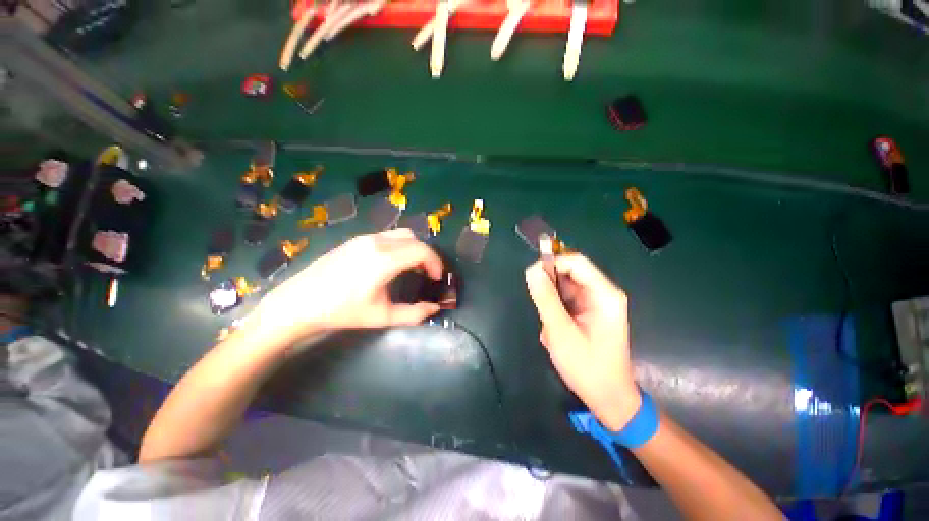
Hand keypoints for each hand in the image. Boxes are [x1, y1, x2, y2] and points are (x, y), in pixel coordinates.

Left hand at [252, 229, 443, 343]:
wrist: (298, 303)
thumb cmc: (341, 311)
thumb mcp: (381, 316)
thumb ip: (413, 314)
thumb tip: (434, 309)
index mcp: (384, 259)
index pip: (422, 251)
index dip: (435, 263)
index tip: (436, 278)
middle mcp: (377, 242)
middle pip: (414, 239)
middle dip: (427, 255)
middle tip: (427, 273)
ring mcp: (364, 238)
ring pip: (401, 234)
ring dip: (413, 248)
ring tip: (413, 268)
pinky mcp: (355, 240)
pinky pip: (387, 236)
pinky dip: (400, 246)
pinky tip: (393, 263)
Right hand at [525, 254, 640, 430]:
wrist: (608, 398)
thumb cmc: (587, 366)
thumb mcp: (560, 331)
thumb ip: (545, 298)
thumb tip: (532, 270)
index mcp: (604, 294)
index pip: (575, 262)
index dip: (551, 263)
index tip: (532, 278)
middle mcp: (603, 293)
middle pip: (570, 274)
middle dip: (550, 290)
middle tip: (542, 312)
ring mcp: (597, 303)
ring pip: (565, 289)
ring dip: (552, 304)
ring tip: (551, 328)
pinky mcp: (590, 313)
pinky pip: (567, 301)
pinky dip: (556, 313)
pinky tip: (556, 332)